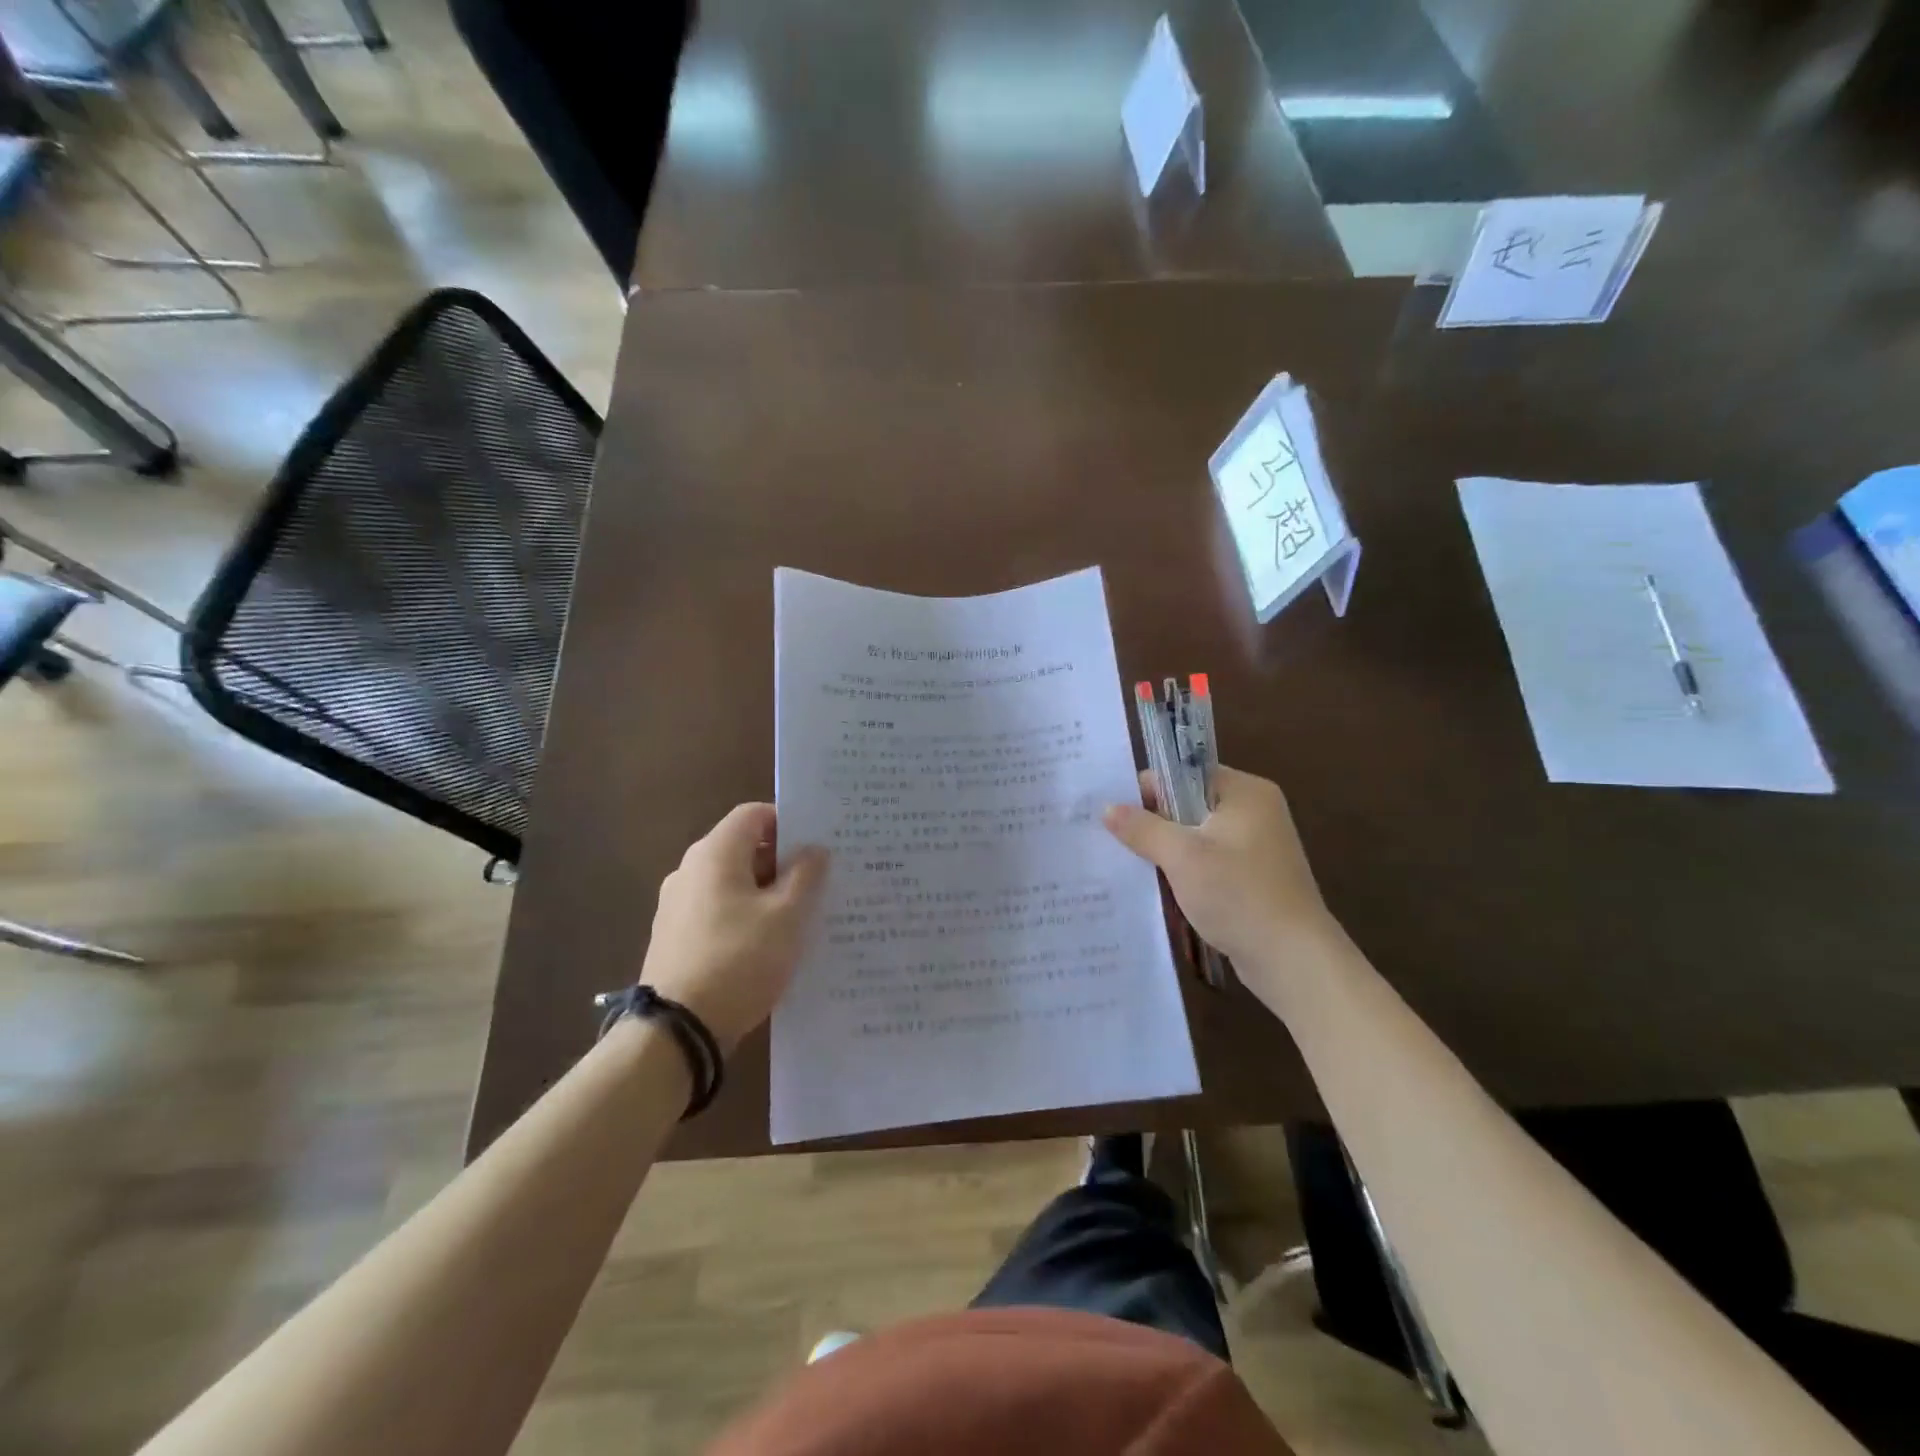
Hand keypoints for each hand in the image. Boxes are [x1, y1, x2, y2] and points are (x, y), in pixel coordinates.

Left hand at [640, 804, 829, 1052]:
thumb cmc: (739, 960)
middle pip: (744, 848)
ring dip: (767, 892)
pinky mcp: (676, 937)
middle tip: (822, 881)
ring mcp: (678, 905)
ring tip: (803, 916)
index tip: (820, 844)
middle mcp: (690, 870)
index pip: (754, 814)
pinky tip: (771, 944)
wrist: (677, 1030)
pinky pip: (720, 911)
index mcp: (715, 854)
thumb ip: (806, 875)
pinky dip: (747, 917)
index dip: (789, 822)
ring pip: (733, 883)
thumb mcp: (787, 916)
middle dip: (783, 861)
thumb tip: (814, 849)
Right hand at [1104, 765, 1338, 967]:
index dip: (1148, 789)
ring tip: (1126, 861)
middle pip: (1189, 804)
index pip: (1185, 773)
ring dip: (1166, 850)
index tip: (1112, 810)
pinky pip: (1208, 862)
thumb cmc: (1239, 895)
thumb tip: (1107, 807)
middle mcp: (1255, 811)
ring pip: (1196, 836)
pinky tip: (1156, 886)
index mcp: (1245, 792)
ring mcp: (1256, 847)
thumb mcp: (1182, 856)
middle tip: (1111, 837)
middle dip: (1153, 822)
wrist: (1293, 959)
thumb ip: (1143, 828)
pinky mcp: (1253, 877)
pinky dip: (1184, 871)